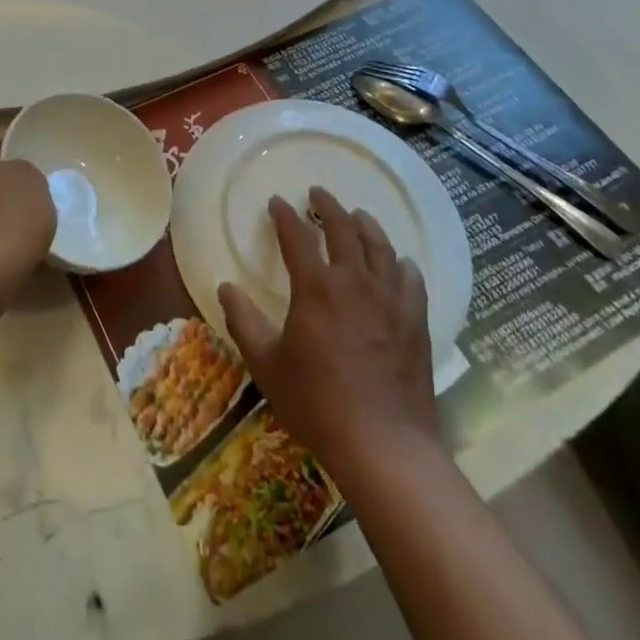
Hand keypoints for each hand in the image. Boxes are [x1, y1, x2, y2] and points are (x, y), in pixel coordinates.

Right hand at [218, 187, 436, 471]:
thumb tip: (225, 288)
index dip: (285, 216)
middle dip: (328, 206)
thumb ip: (243, 321)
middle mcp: (354, 282)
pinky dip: (402, 263)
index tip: (277, 202)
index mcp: (316, 287)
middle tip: (318, 193)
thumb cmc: (317, 403)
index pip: (297, 236)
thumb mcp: (266, 364)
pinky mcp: (415, 321)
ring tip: (358, 215)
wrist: (384, 445)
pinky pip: (411, 279)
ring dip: (366, 225)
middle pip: (343, 229)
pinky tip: (399, 262)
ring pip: (380, 247)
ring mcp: (390, 300)